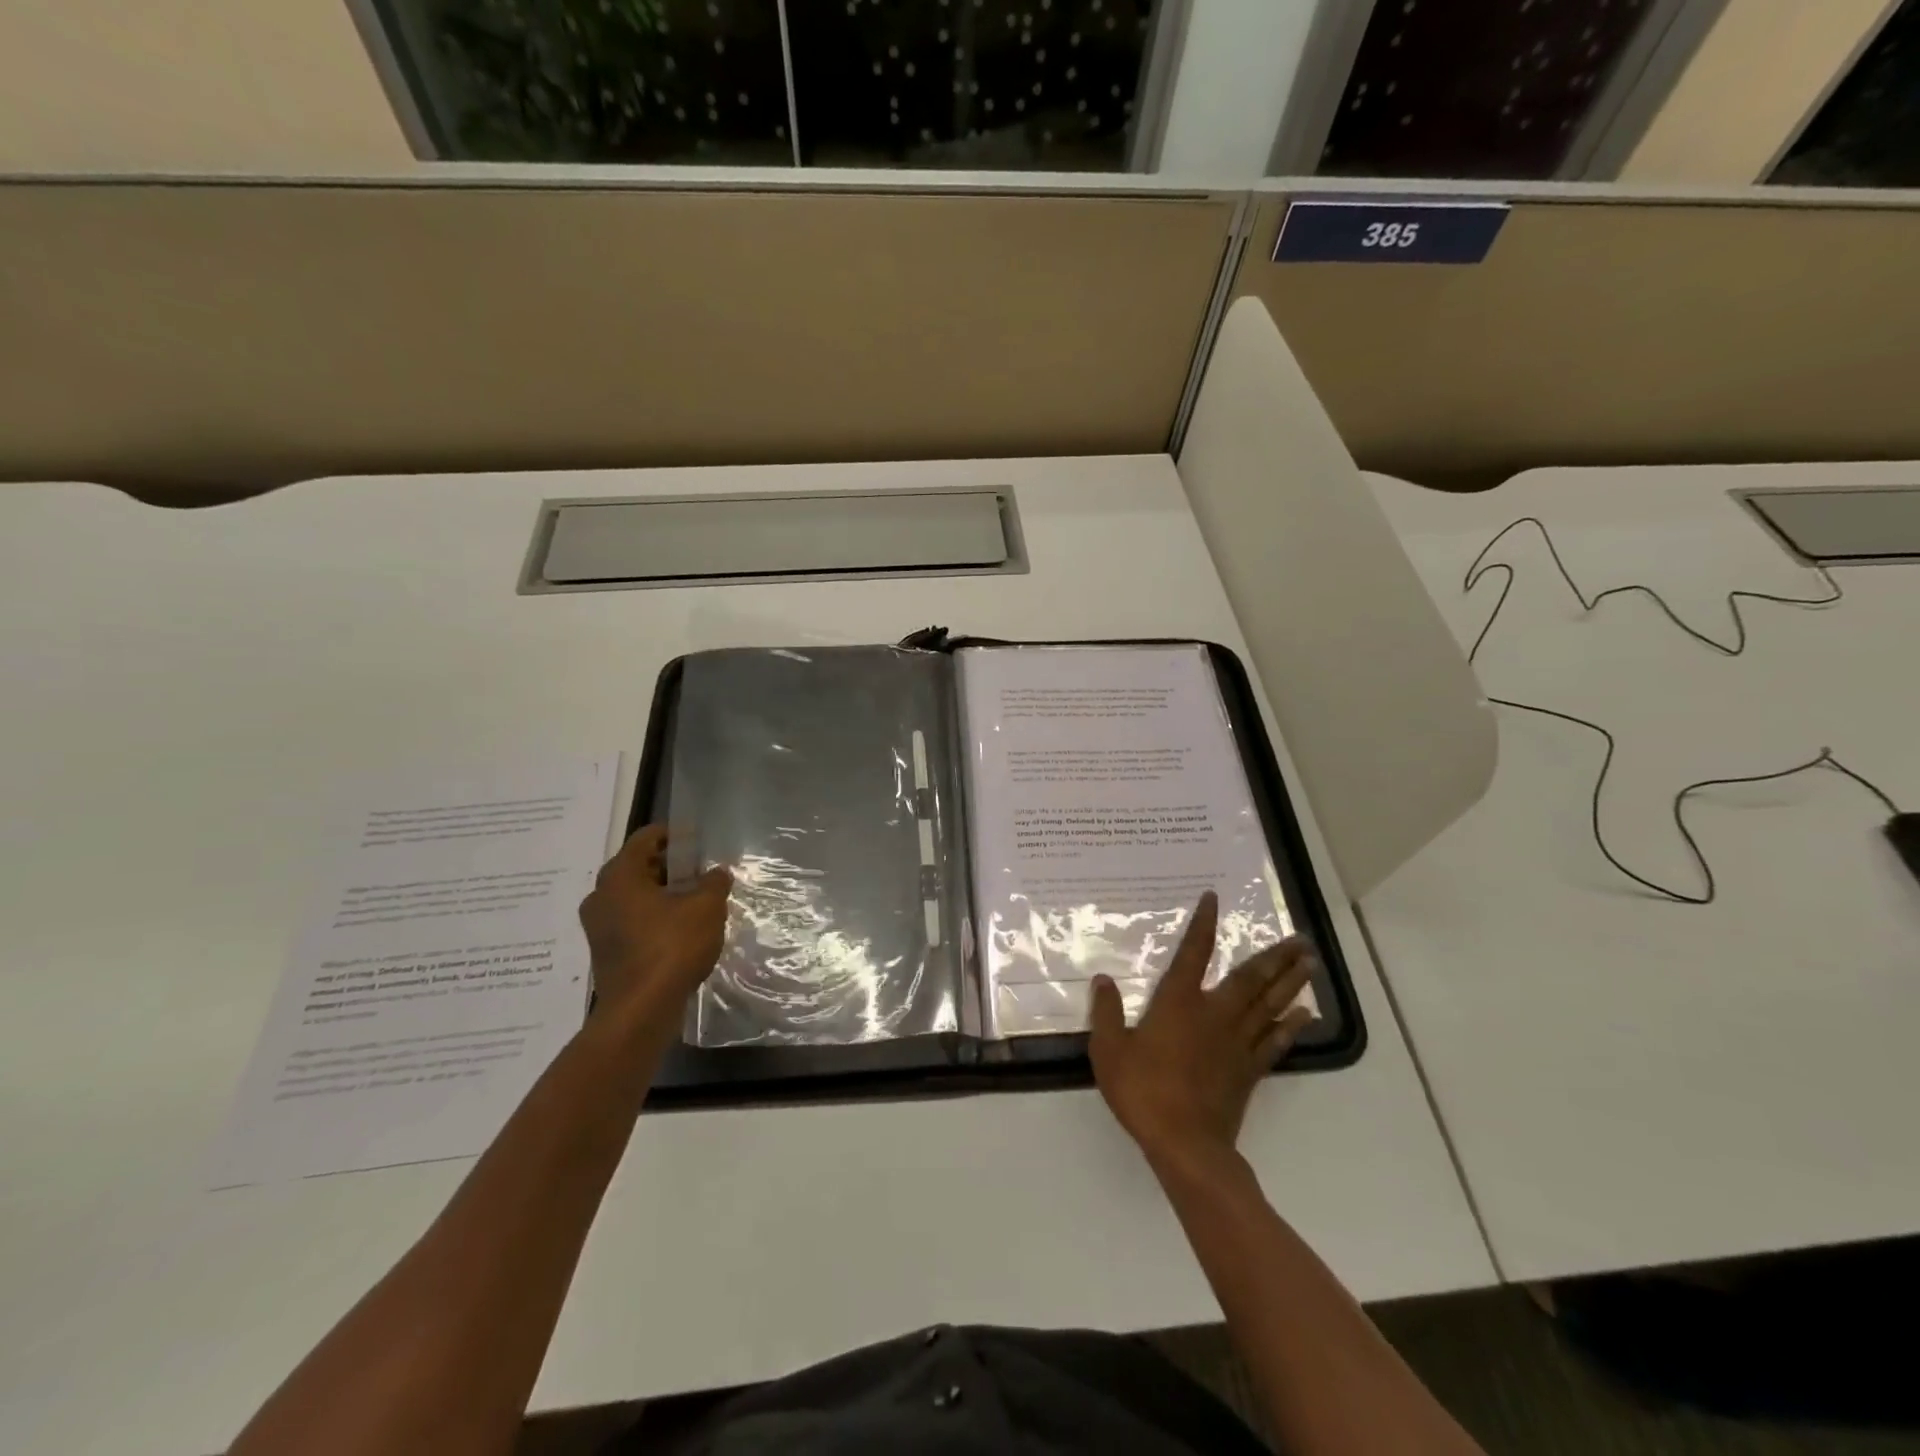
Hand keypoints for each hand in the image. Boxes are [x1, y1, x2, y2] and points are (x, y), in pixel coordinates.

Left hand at [578, 825, 731, 1032]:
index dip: (674, 834)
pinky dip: (655, 918)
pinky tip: (682, 930)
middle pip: (639, 867)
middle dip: (672, 867)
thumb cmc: (672, 947)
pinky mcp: (606, 951)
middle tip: (702, 872)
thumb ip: (713, 883)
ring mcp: (599, 926)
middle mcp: (601, 896)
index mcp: (619, 876)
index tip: (698, 841)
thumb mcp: (706, 907)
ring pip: (635, 897)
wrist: (641, 1010)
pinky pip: (633, 921)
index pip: (646, 838)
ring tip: (697, 901)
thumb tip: (716, 873)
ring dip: (664, 895)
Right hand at [1090, 892, 1317, 1172]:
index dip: (1204, 924)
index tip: (1214, 899)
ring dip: (1290, 982)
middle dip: (1275, 956)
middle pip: (1250, 978)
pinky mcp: (1249, 1070)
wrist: (1185, 1144)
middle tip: (1301, 938)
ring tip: (1310, 963)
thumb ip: (1105, 1013)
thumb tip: (1103, 980)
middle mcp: (1214, 1013)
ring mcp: (1237, 1042)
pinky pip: (1275, 1040)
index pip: (1194, 952)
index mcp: (1179, 1002)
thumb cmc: (1143, 1092)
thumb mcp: (1108, 1051)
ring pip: (1269, 1004)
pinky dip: (1291, 1025)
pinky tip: (1304, 1013)